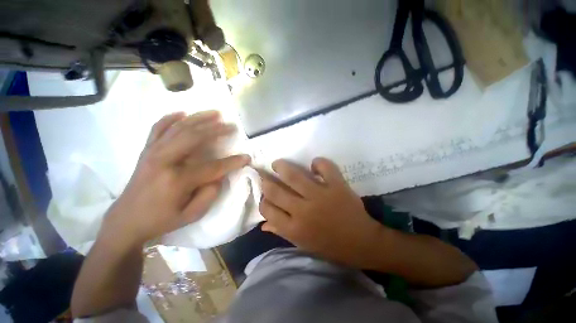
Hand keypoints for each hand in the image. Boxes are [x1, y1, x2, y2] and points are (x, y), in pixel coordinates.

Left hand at [101, 111, 250, 246]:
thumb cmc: (161, 219)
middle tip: (232, 126)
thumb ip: (210, 194)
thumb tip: (219, 176)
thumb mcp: (191, 215)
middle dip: (216, 130)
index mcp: (177, 180)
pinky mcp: (146, 151)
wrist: (126, 220)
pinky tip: (182, 113)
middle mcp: (164, 161)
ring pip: (179, 128)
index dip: (232, 162)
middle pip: (194, 137)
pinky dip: (170, 118)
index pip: (213, 167)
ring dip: (199, 119)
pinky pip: (158, 128)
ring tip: (215, 113)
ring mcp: (152, 152)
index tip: (247, 157)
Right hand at [259, 158, 385, 267]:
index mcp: (294, 228)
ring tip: (278, 164)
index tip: (265, 195)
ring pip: (294, 175)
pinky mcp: (337, 186)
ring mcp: (320, 196)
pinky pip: (324, 167)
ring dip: (282, 166)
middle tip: (266, 175)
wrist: (362, 242)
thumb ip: (281, 231)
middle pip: (275, 191)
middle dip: (266, 181)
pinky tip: (314, 165)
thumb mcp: (302, 244)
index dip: (263, 200)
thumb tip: (263, 223)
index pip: (267, 209)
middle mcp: (303, 211)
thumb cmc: (330, 246)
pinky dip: (318, 163)